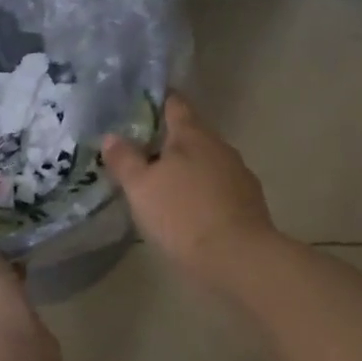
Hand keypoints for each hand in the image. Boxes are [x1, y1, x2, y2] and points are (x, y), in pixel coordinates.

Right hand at [103, 93, 277, 284]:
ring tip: (164, 186)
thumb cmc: (184, 215)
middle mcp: (219, 145)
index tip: (141, 105)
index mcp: (192, 134)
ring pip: (207, 161)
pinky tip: (191, 212)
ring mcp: (239, 173)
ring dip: (188, 169)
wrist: (240, 259)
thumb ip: (125, 160)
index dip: (158, 101)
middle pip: (191, 133)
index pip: (175, 103)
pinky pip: (220, 187)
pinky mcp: (250, 202)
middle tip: (143, 152)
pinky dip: (204, 192)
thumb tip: (111, 136)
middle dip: (169, 141)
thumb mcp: (141, 188)